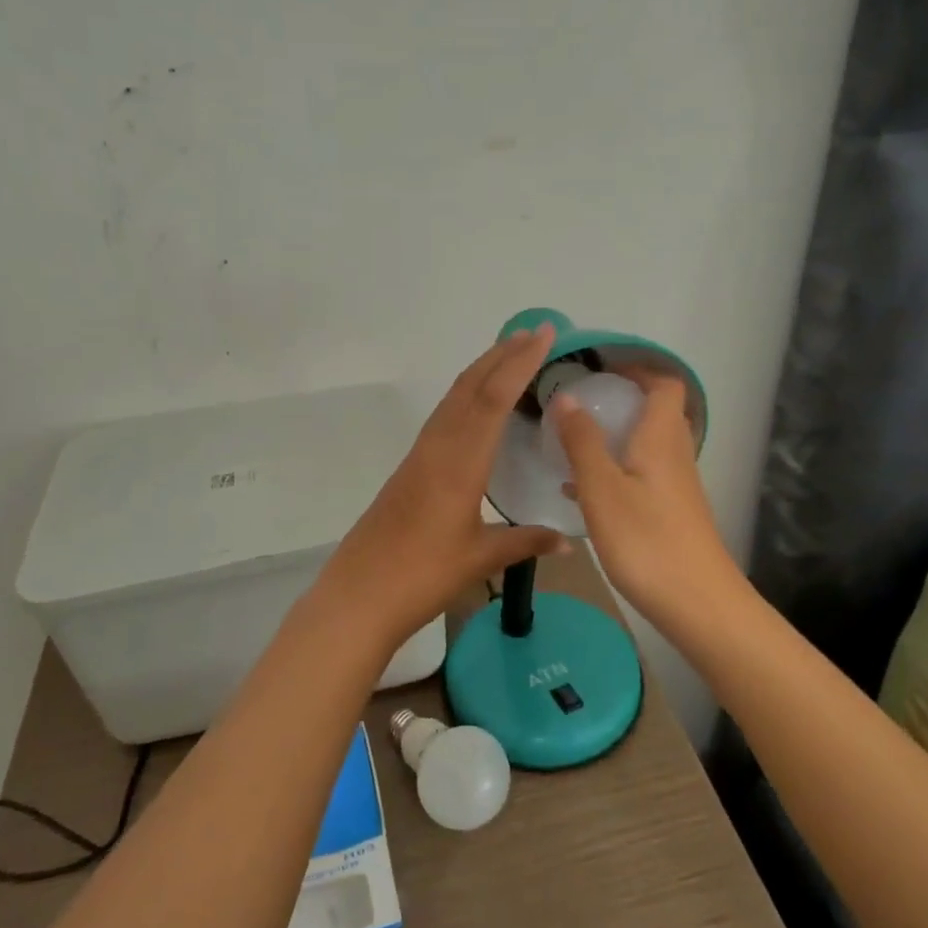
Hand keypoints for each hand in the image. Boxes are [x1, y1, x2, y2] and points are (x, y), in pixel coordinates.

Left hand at [311, 326, 569, 649]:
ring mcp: (420, 456)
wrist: (360, 594)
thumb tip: (567, 541)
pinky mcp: (410, 468)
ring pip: (453, 399)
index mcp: (460, 462)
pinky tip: (476, 407)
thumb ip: (525, 543)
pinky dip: (466, 397)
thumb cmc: (423, 575)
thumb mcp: (480, 558)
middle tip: (532, 333)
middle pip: (470, 387)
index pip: (494, 399)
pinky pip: (443, 417)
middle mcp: (438, 447)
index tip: (543, 335)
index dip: (520, 363)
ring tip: (508, 356)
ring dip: (481, 372)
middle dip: (501, 355)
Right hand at [551, 370, 740, 631]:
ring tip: (572, 442)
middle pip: (657, 412)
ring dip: (615, 436)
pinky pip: (641, 475)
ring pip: (647, 445)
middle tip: (581, 403)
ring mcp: (676, 486)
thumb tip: (568, 396)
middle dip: (622, 400)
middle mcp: (674, 455)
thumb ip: (582, 441)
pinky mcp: (671, 513)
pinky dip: (614, 470)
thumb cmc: (646, 540)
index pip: (664, 384)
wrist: (698, 604)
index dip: (638, 368)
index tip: (601, 368)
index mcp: (661, 438)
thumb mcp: (602, 488)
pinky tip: (580, 491)